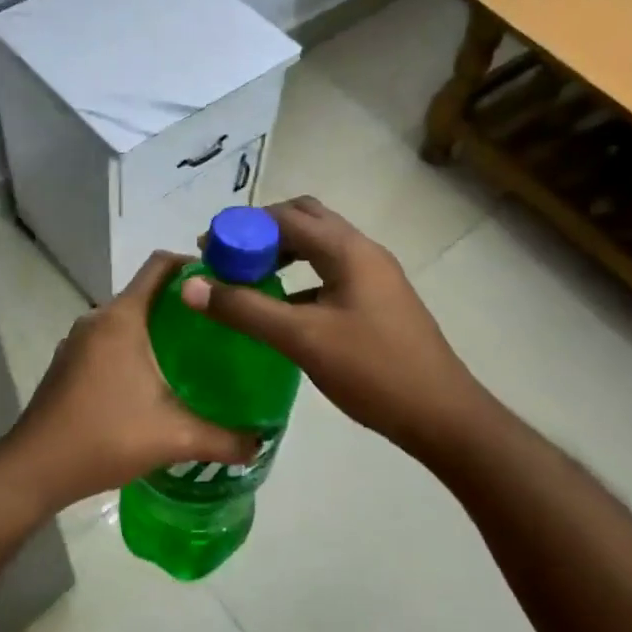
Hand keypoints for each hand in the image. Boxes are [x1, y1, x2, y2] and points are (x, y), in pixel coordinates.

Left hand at [0, 252, 258, 512]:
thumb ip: (223, 439)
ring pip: (127, 319)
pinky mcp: (68, 363)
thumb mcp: (173, 437)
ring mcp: (77, 341)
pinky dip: (135, 347)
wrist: (34, 469)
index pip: (160, 265)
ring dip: (158, 328)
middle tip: (220, 326)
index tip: (225, 282)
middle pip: (146, 292)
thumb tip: (260, 443)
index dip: (194, 264)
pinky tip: (154, 382)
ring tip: (194, 354)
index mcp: (122, 318)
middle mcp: (97, 319)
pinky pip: (109, 340)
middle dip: (183, 303)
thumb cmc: (105, 437)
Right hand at [180, 197, 486, 453]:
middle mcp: (363, 252)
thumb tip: (190, 285)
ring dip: (282, 253)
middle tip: (228, 257)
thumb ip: (245, 309)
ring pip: (319, 247)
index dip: (242, 226)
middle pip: (306, 220)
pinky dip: (300, 278)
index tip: (208, 248)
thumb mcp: (302, 339)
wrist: (441, 414)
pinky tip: (281, 308)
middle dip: (263, 232)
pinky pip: (330, 273)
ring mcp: (374, 277)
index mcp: (348, 250)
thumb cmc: (372, 370)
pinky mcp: (377, 302)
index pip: (286, 217)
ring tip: (247, 278)